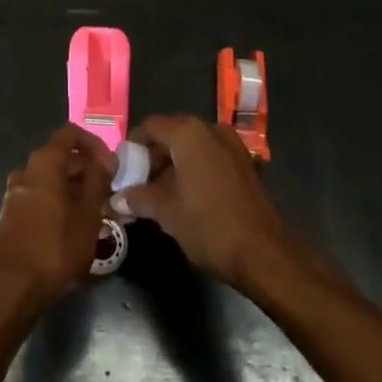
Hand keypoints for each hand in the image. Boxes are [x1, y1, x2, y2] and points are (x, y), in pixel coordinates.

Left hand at [0, 125, 114, 305]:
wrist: (13, 287)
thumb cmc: (56, 245)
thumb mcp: (88, 213)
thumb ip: (99, 180)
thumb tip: (107, 157)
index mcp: (45, 161)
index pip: (70, 133)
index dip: (94, 143)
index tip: (111, 165)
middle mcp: (27, 169)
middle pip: (61, 157)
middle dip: (87, 171)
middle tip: (109, 193)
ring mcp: (16, 192)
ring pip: (52, 180)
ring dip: (75, 190)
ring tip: (97, 214)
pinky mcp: (13, 215)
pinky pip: (41, 197)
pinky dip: (60, 203)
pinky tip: (75, 229)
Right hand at [115, 114, 290, 288]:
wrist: (264, 254)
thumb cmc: (209, 226)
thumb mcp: (166, 212)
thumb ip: (138, 198)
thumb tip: (116, 198)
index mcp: (188, 132)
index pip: (150, 126)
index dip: (133, 146)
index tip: (123, 168)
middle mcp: (210, 129)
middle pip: (171, 133)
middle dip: (153, 156)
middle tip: (138, 183)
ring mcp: (231, 144)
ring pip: (192, 146)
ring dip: (173, 164)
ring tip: (159, 193)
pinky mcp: (244, 163)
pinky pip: (210, 156)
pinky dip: (194, 169)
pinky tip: (187, 196)